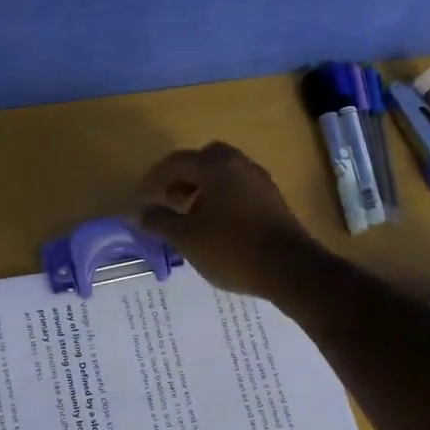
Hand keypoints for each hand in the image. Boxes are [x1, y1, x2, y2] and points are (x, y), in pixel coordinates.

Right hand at [135, 142, 318, 298]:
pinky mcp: (273, 201)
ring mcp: (261, 182)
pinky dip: (222, 199)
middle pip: (205, 160)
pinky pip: (240, 190)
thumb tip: (140, 212)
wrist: (289, 269)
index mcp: (216, 166)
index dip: (154, 179)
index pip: (177, 162)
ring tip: (191, 217)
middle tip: (171, 200)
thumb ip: (160, 221)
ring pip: (225, 174)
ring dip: (204, 189)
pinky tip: (217, 227)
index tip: (142, 198)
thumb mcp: (187, 238)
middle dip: (184, 177)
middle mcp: (240, 165)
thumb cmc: (232, 249)